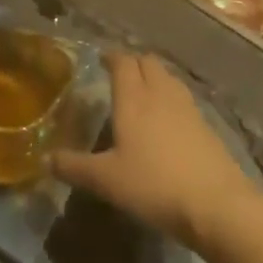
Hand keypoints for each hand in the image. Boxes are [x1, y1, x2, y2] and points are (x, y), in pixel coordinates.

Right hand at [53, 51, 257, 246]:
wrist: (217, 204)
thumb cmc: (154, 185)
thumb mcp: (106, 180)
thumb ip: (74, 166)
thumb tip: (44, 159)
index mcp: (133, 98)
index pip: (122, 62)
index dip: (111, 57)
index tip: (100, 60)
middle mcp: (161, 93)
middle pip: (148, 62)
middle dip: (133, 63)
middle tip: (118, 76)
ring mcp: (187, 108)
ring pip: (168, 77)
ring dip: (154, 77)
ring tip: (142, 93)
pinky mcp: (206, 125)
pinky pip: (182, 98)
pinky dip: (170, 98)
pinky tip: (166, 120)